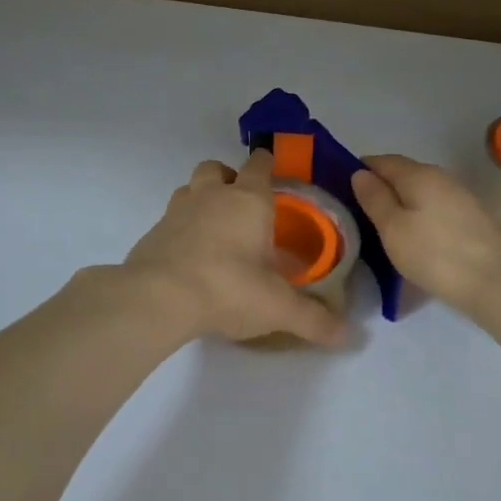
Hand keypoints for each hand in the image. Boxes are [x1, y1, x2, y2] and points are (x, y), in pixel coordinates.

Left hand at [123, 149, 344, 347]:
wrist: (158, 298)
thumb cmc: (228, 288)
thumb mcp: (278, 308)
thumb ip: (313, 319)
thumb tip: (347, 336)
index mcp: (248, 200)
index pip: (259, 165)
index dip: (267, 164)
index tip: (273, 171)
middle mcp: (212, 195)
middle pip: (217, 168)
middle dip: (229, 177)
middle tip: (241, 204)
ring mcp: (178, 210)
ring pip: (190, 188)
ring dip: (201, 198)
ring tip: (214, 227)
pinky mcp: (153, 232)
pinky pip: (170, 218)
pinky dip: (180, 228)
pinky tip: (189, 256)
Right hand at [351, 154, 500, 312]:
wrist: (499, 282)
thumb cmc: (436, 254)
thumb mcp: (393, 228)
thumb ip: (374, 198)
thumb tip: (360, 173)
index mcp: (417, 173)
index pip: (380, 160)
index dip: (359, 171)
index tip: (342, 191)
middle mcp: (440, 176)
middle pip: (402, 174)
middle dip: (381, 189)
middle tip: (359, 215)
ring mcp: (460, 196)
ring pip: (420, 193)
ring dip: (401, 205)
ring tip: (384, 230)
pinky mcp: (472, 218)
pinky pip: (435, 208)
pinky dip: (420, 217)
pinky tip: (415, 238)